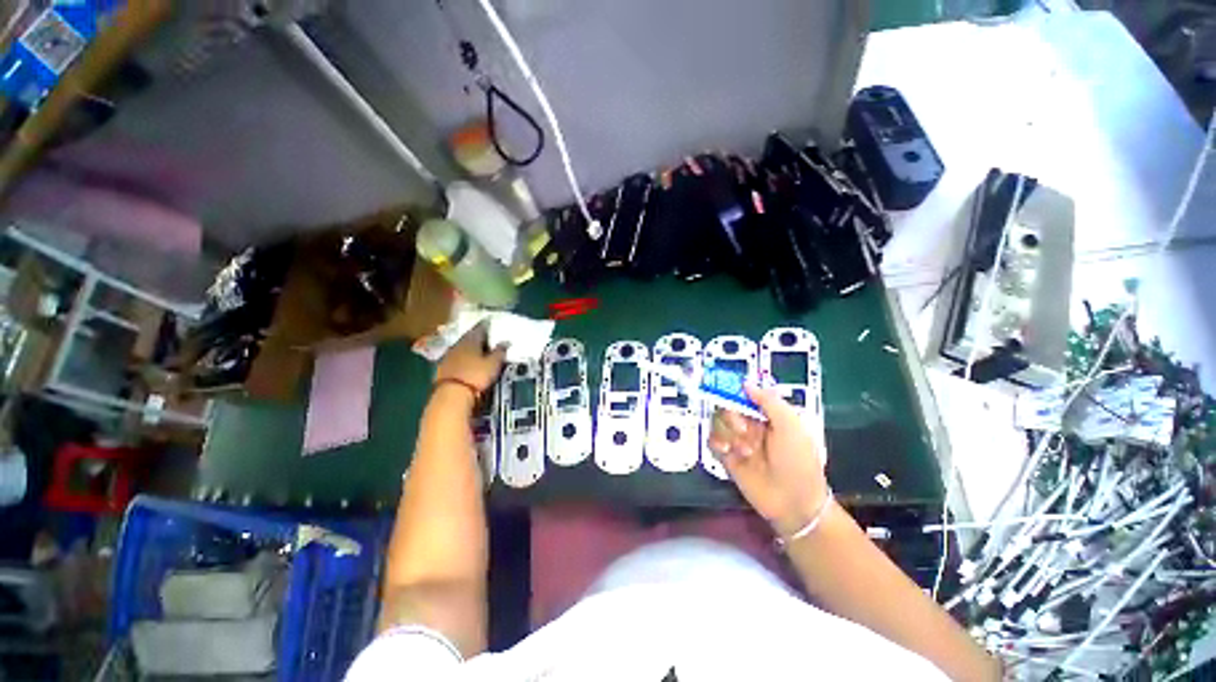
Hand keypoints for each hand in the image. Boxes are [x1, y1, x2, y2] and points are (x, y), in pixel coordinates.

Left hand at [434, 323, 506, 393]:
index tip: (491, 323)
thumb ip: (500, 351)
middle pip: (469, 337)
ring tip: (479, 350)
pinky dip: (463, 357)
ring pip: (462, 347)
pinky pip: (456, 357)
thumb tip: (506, 341)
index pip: (480, 328)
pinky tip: (467, 361)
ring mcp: (449, 356)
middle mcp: (458, 344)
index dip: (486, 325)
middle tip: (487, 337)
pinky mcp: (443, 367)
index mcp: (471, 340)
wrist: (451, 394)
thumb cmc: (476, 375)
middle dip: (478, 336)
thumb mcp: (493, 364)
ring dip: (470, 347)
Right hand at [708, 385, 829, 536]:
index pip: (745, 396)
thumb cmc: (798, 461)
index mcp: (768, 416)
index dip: (735, 392)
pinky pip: (713, 440)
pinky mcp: (727, 457)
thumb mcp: (791, 427)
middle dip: (732, 416)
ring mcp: (738, 441)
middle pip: (727, 408)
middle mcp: (751, 426)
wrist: (793, 503)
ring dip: (729, 433)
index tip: (726, 390)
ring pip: (719, 423)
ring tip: (745, 451)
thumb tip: (746, 383)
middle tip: (743, 429)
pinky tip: (728, 450)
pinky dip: (717, 442)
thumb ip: (769, 402)